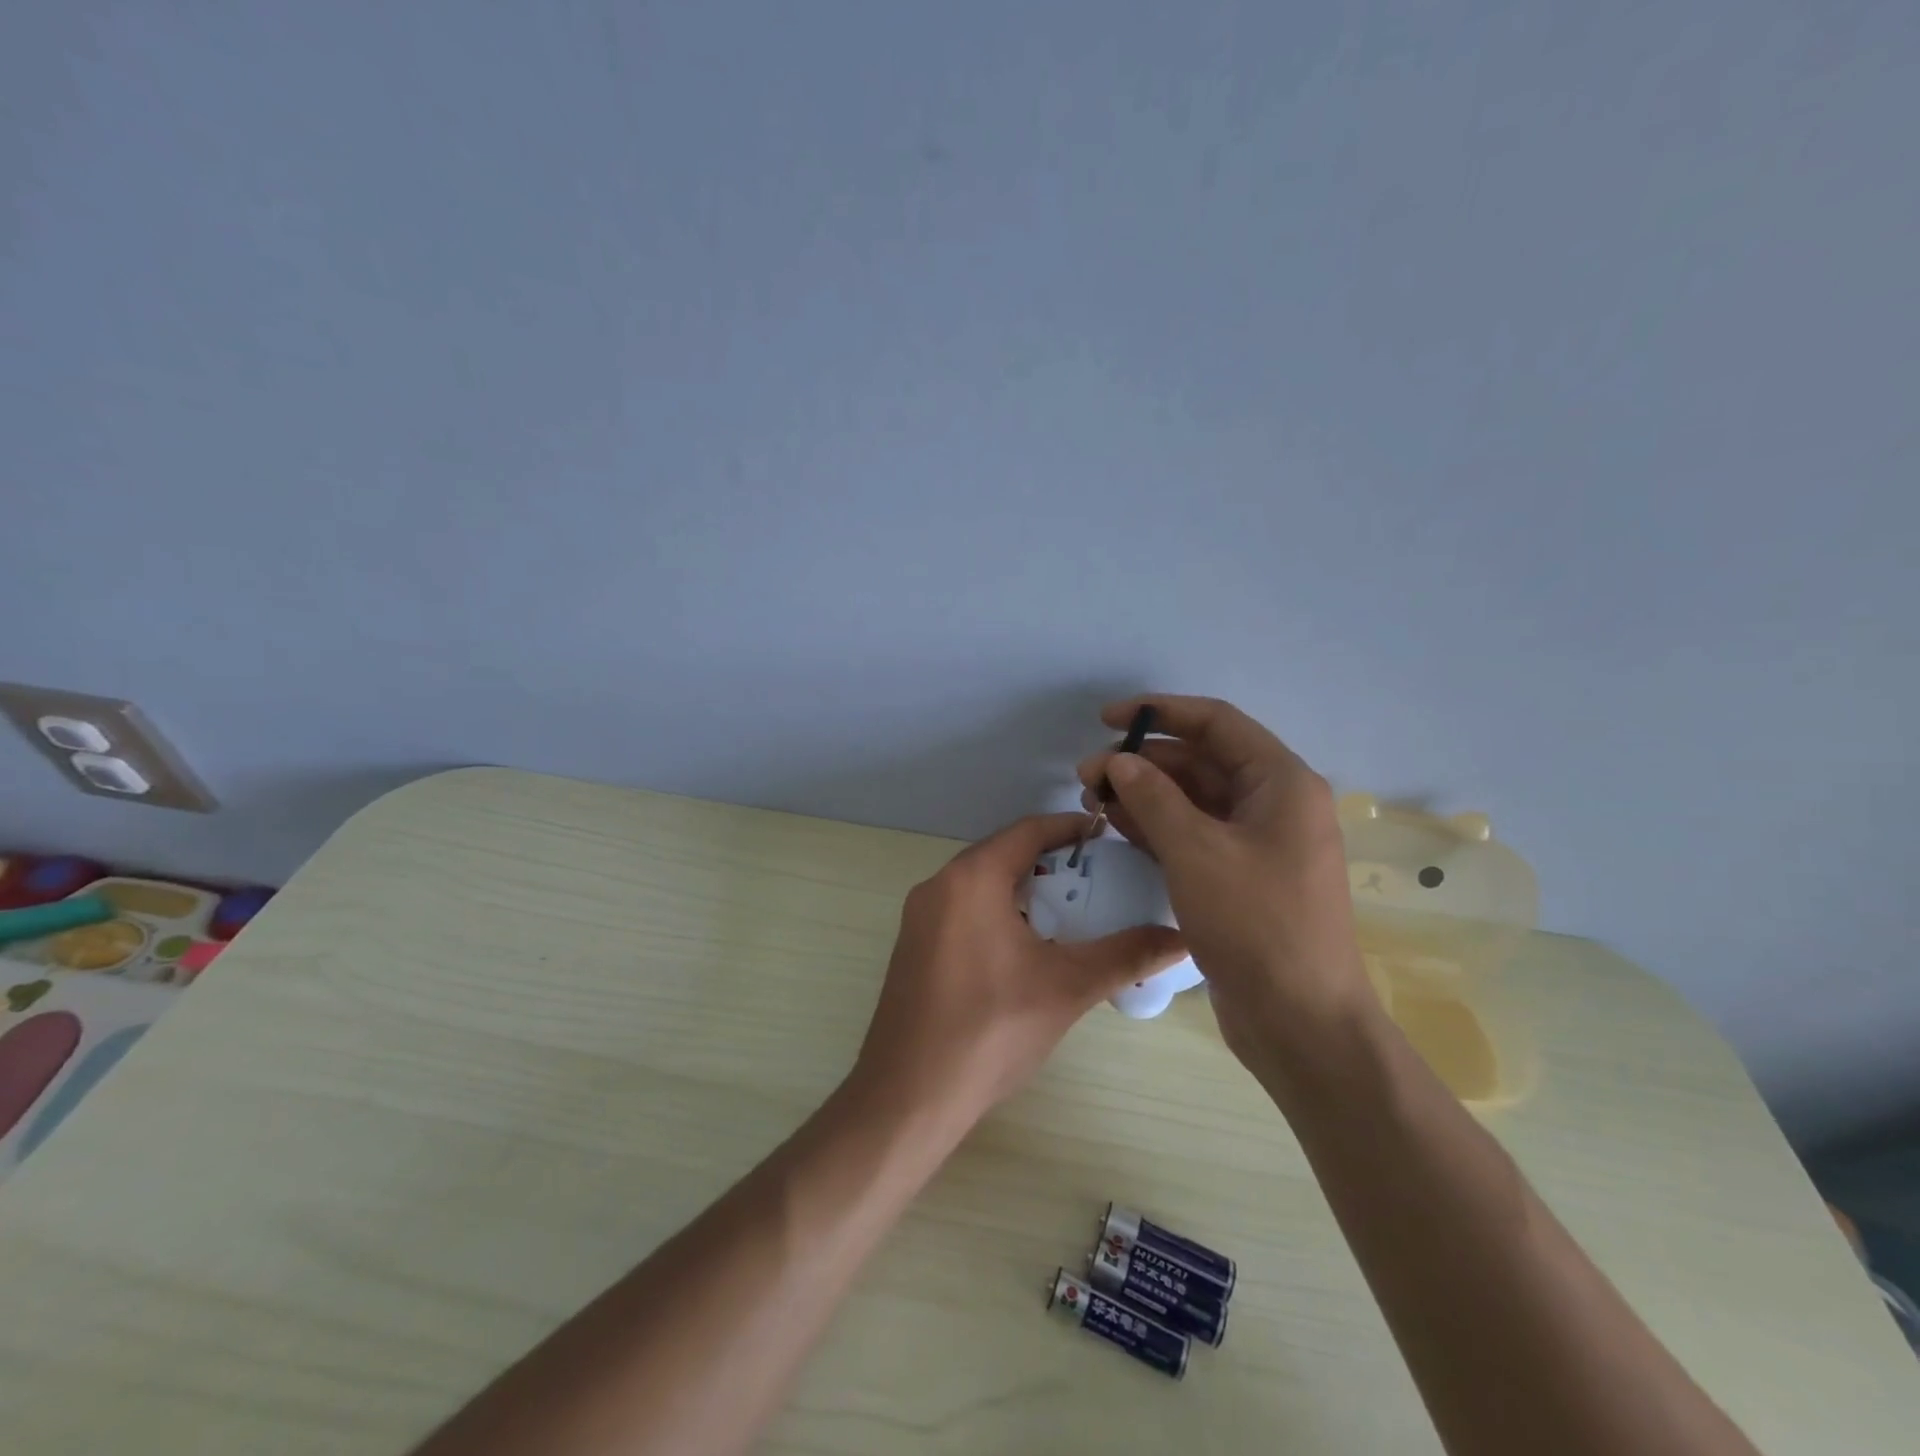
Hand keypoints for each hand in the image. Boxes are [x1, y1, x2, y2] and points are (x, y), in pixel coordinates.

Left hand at [848, 813, 1185, 1132]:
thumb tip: (1182, 936)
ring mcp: (920, 916)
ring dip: (1025, 890)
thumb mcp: (1067, 987)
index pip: (1028, 830)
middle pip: (1004, 854)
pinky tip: (1027, 948)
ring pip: (982, 884)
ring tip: (1071, 915)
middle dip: (1052, 862)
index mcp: (971, 878)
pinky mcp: (914, 946)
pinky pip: (963, 910)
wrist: (908, 1096)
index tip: (1110, 838)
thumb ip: (1126, 955)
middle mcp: (939, 884)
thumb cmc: (990, 1030)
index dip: (1071, 828)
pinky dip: (998, 912)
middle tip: (1100, 882)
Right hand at [1077, 696, 1372, 1073]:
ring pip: (1192, 800)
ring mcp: (1256, 843)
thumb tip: (1119, 761)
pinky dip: (1156, 826)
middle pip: (1200, 762)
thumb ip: (1153, 797)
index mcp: (1281, 782)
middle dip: (1142, 762)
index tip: (1107, 718)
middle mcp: (1273, 804)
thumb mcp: (1196, 851)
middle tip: (1087, 775)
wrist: (1300, 1021)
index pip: (1216, 723)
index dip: (1160, 711)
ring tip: (1092, 799)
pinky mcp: (1239, 876)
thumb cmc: (1255, 923)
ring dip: (1143, 794)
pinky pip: (1193, 834)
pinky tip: (1116, 825)